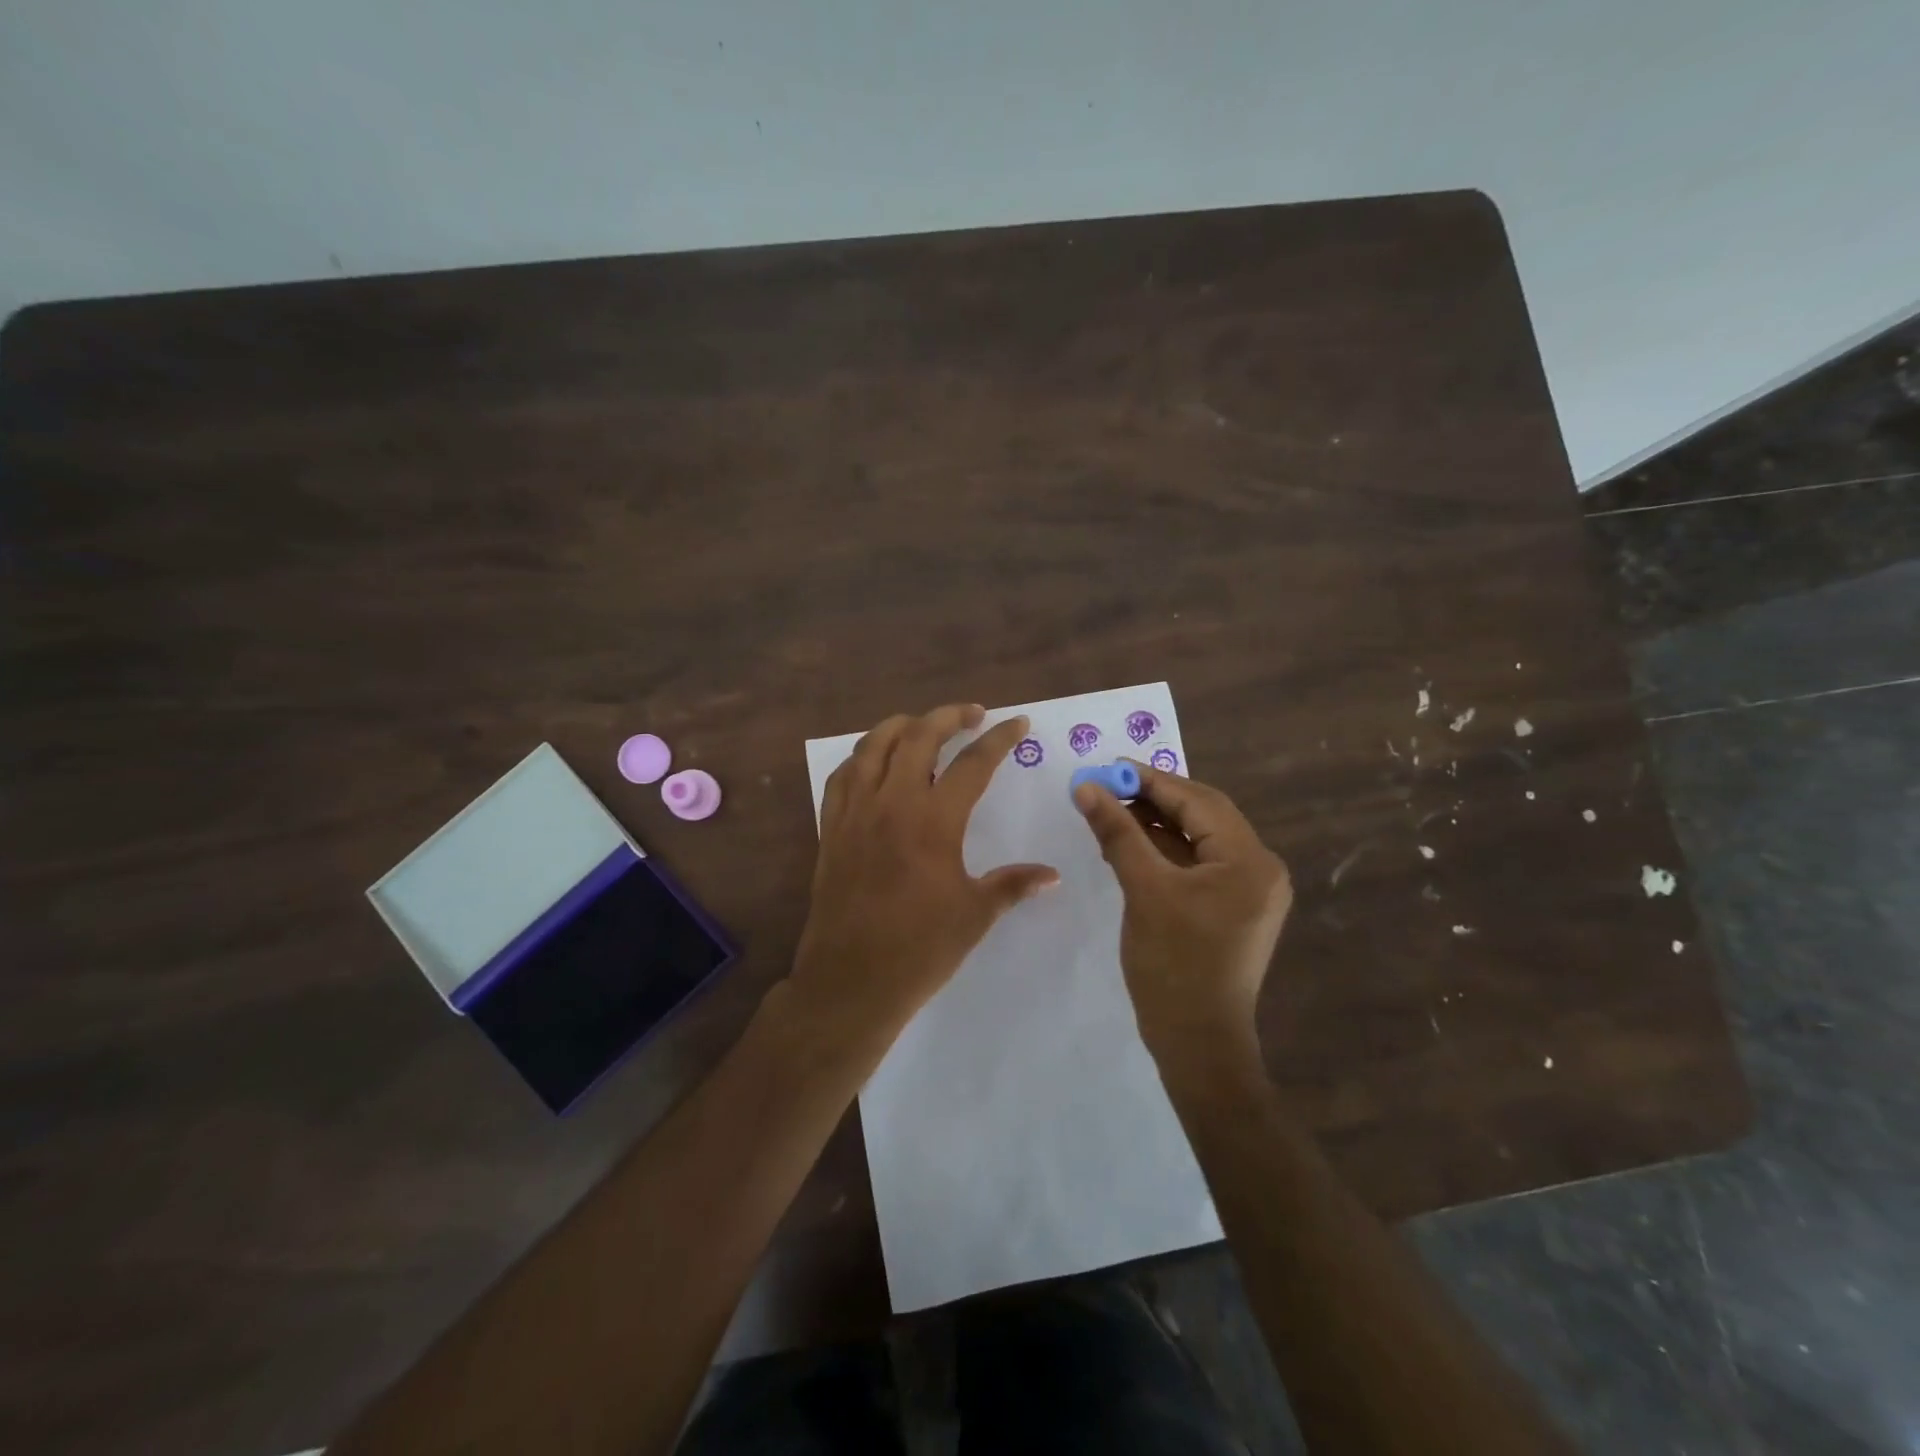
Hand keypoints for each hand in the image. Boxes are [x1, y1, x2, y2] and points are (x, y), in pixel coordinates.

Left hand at [785, 704, 1058, 1059]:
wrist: (850, 981)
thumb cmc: (920, 949)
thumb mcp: (975, 915)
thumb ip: (1013, 884)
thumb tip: (1051, 875)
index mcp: (933, 821)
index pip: (972, 763)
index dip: (999, 739)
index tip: (1018, 723)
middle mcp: (891, 803)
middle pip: (918, 736)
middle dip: (949, 716)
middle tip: (973, 714)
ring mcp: (855, 812)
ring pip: (873, 745)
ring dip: (902, 726)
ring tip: (923, 726)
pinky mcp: (831, 828)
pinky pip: (843, 776)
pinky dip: (863, 757)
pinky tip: (875, 764)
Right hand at [1074, 765, 1291, 1067]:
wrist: (1197, 1044)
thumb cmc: (1174, 966)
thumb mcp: (1144, 890)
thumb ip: (1117, 832)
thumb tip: (1086, 786)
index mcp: (1249, 860)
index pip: (1198, 801)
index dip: (1151, 780)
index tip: (1108, 766)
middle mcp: (1258, 868)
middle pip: (1201, 815)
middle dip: (1152, 799)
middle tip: (1105, 787)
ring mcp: (1246, 890)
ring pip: (1196, 839)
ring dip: (1154, 825)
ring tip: (1109, 812)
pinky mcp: (1230, 908)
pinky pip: (1195, 865)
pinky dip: (1162, 852)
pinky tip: (1127, 844)